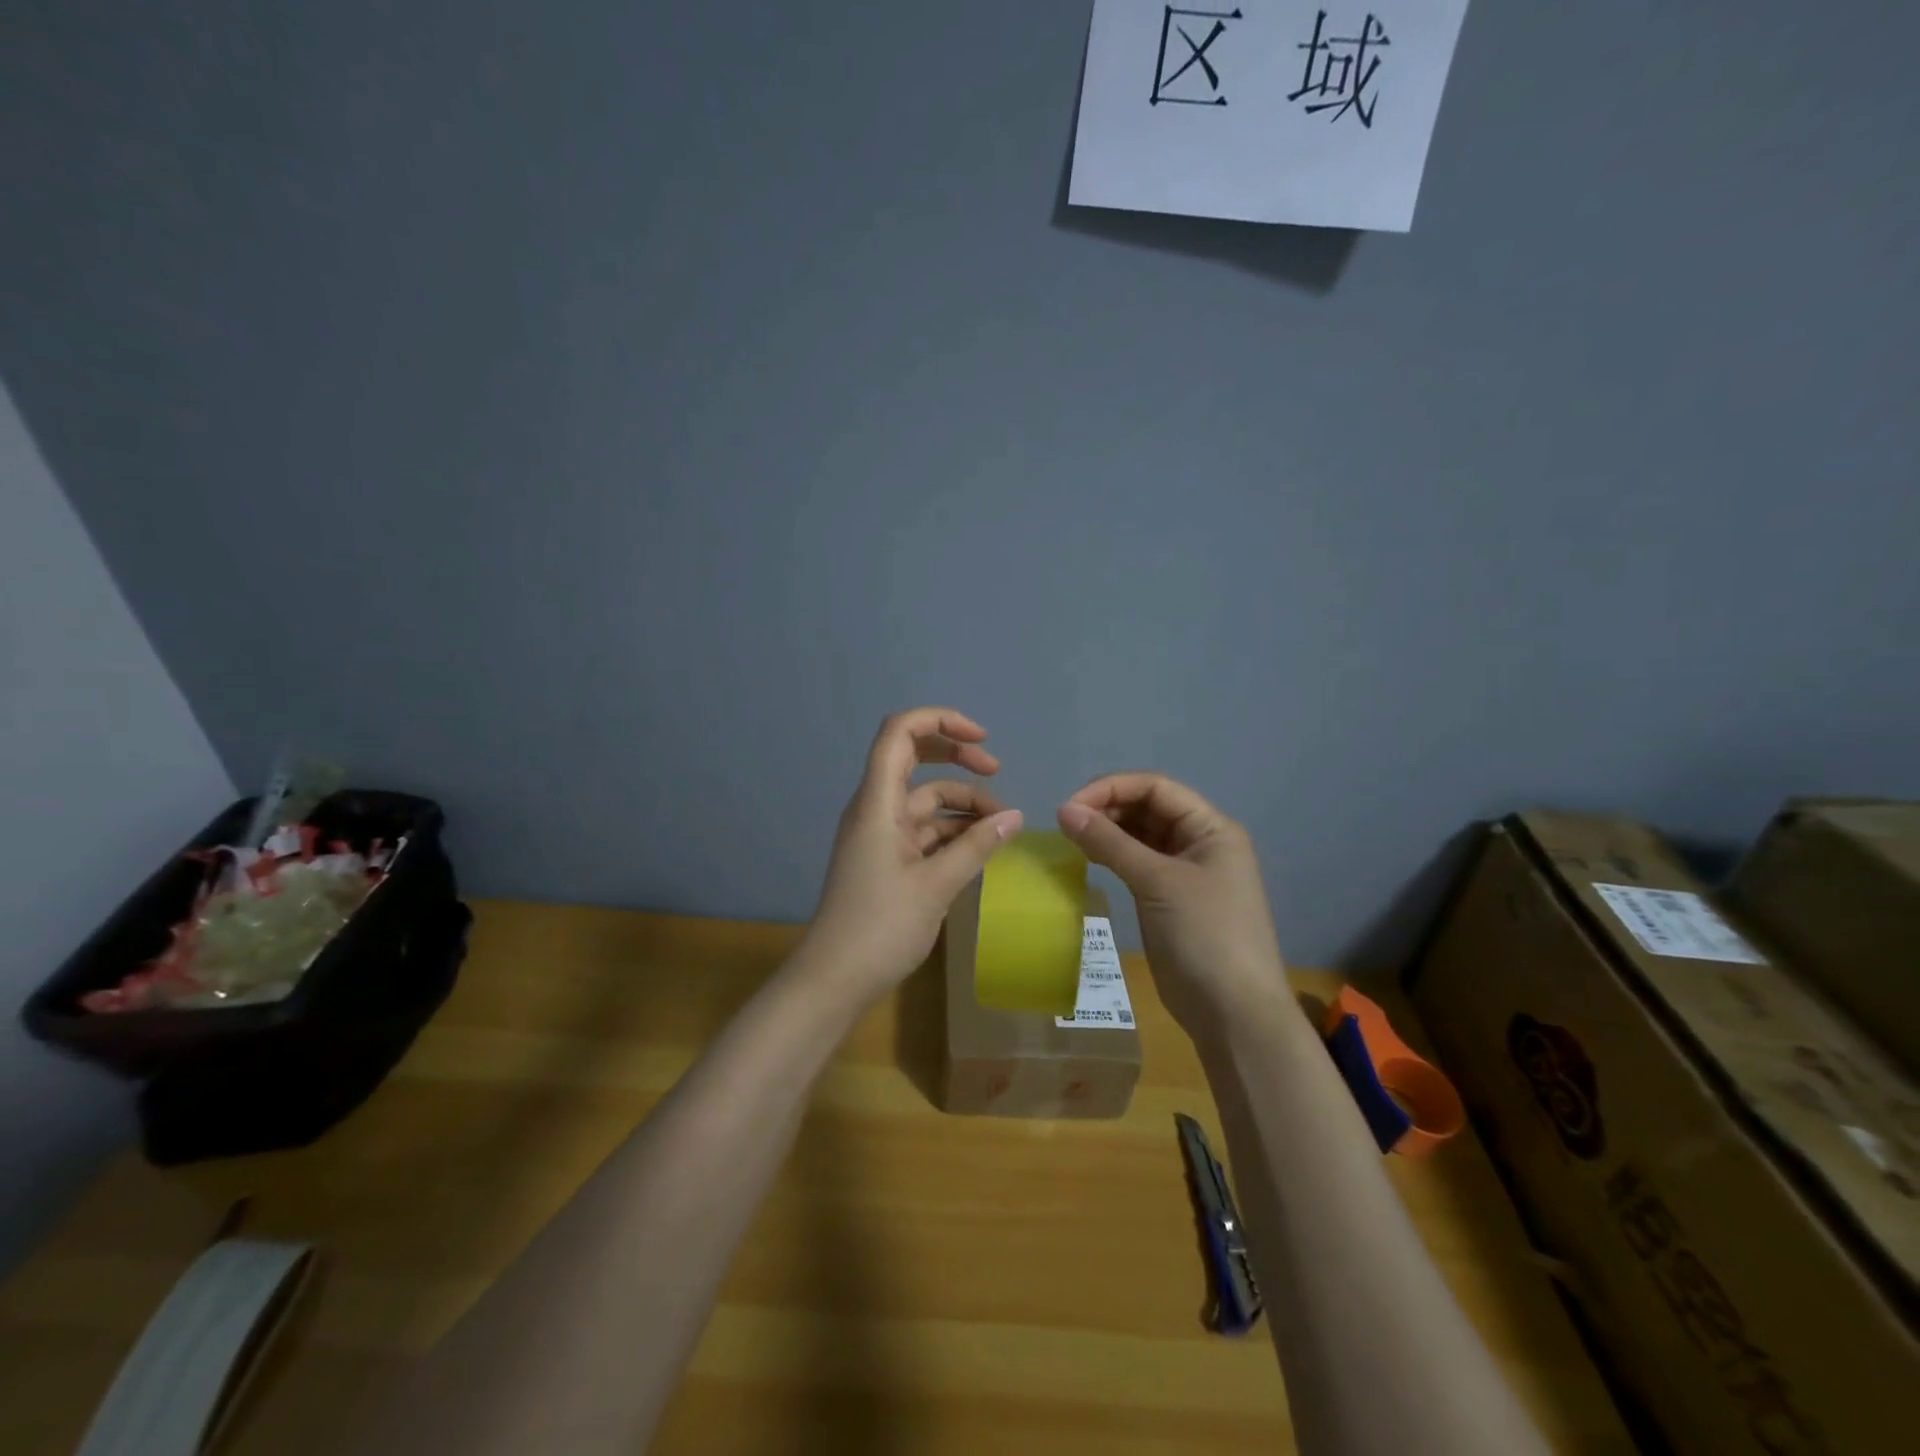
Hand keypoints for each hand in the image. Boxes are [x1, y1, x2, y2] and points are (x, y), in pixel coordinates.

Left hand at [804, 708, 1023, 1001]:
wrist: (834, 980)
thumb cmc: (880, 927)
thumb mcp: (936, 885)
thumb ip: (977, 847)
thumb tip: (1016, 817)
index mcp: (877, 802)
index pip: (899, 733)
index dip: (940, 721)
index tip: (982, 740)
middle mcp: (876, 809)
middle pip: (914, 758)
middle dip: (957, 757)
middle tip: (997, 770)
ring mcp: (880, 834)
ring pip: (925, 800)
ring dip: (962, 804)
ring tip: (1001, 826)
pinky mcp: (887, 859)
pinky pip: (923, 830)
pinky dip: (952, 832)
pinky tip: (981, 848)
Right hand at [1057, 774, 1285, 1033]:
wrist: (1233, 1014)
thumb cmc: (1204, 936)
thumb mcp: (1157, 882)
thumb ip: (1110, 842)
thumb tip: (1063, 810)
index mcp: (1211, 828)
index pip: (1156, 787)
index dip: (1112, 788)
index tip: (1070, 806)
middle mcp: (1200, 842)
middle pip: (1148, 807)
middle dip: (1107, 808)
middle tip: (1066, 824)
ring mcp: (1185, 871)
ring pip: (1140, 835)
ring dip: (1108, 831)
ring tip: (1072, 838)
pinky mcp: (1169, 898)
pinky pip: (1138, 862)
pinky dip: (1113, 856)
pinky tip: (1088, 858)